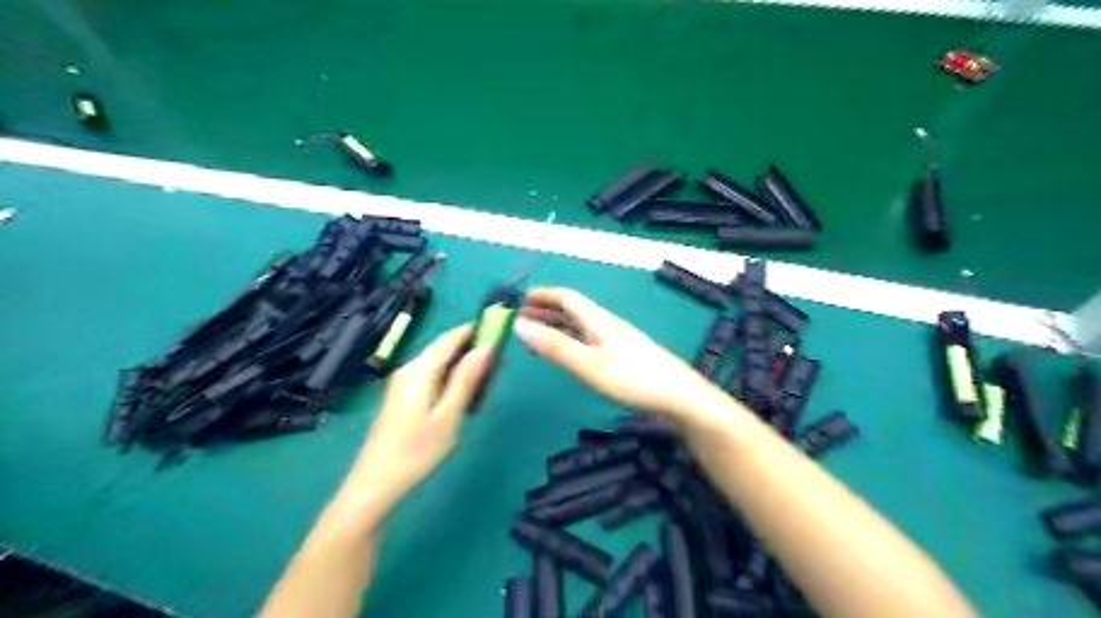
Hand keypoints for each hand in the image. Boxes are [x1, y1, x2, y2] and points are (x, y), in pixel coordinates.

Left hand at [338, 327, 487, 524]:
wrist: (376, 482)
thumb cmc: (417, 450)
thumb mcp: (449, 415)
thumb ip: (466, 379)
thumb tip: (485, 347)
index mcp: (420, 370)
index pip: (449, 338)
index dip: (473, 331)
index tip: (497, 331)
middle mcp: (408, 369)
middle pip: (441, 348)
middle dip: (468, 348)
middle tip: (495, 361)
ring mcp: (401, 383)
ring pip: (435, 362)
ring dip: (459, 363)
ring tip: (483, 377)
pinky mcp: (399, 397)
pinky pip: (428, 375)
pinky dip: (447, 376)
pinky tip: (458, 393)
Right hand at [515, 286, 728, 421]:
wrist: (679, 396)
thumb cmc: (632, 379)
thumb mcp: (588, 364)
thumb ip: (555, 346)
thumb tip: (519, 324)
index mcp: (598, 320)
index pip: (567, 298)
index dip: (545, 296)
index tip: (522, 299)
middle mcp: (607, 324)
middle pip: (574, 310)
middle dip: (548, 310)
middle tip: (524, 317)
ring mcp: (618, 339)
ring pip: (582, 325)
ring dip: (558, 325)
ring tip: (539, 334)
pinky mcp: (625, 355)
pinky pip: (590, 338)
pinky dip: (572, 339)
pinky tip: (571, 353)